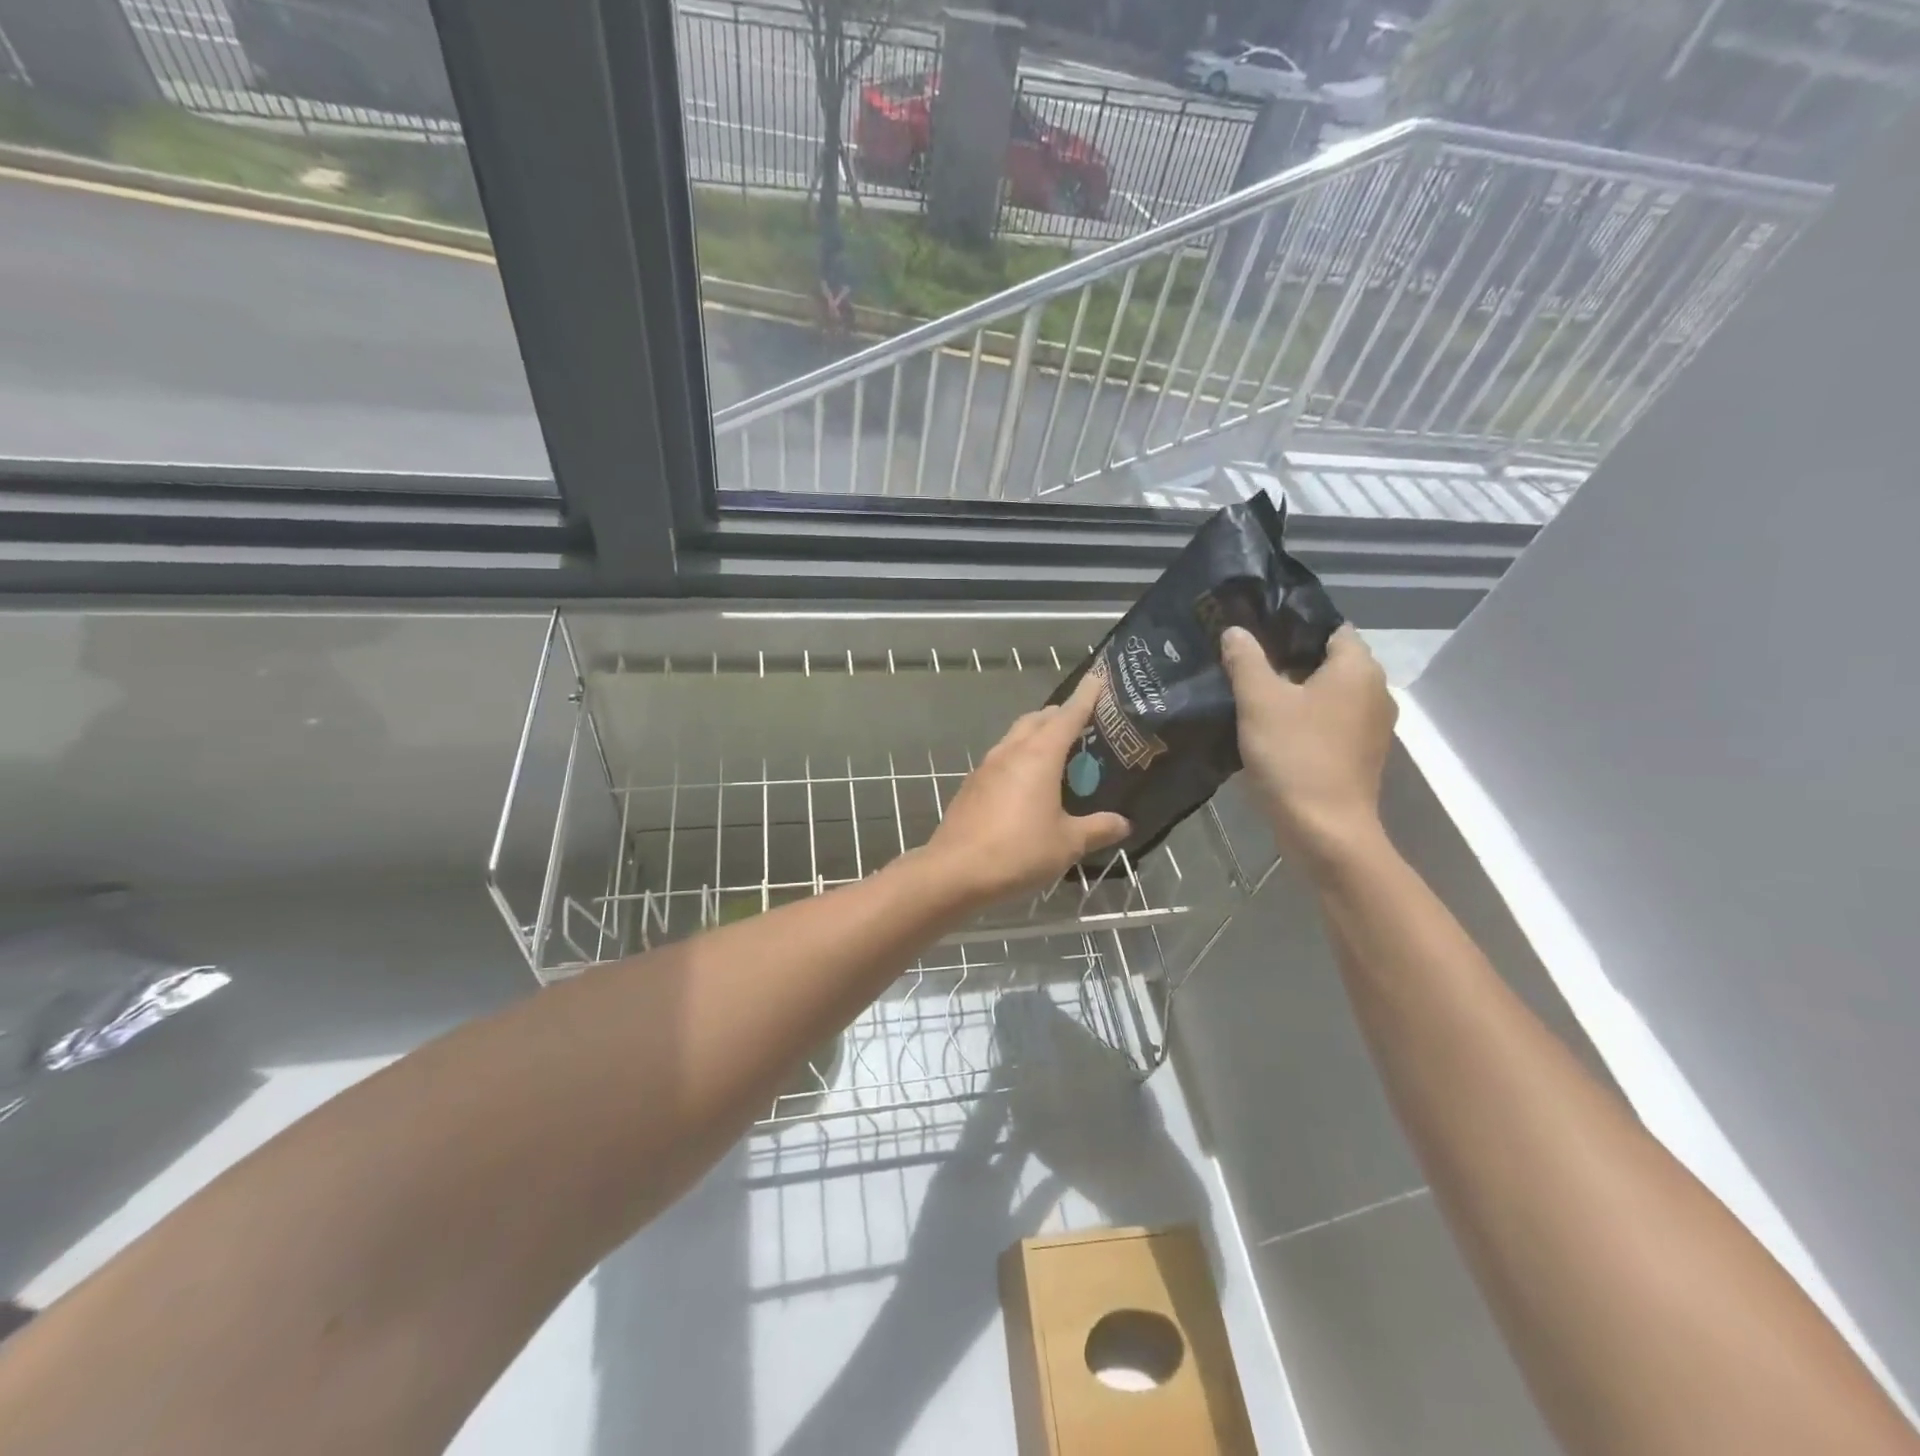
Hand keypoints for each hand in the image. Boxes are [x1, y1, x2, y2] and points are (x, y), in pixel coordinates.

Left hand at [922, 672, 1131, 907]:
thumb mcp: (1067, 844)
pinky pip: (1002, 759)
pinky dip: (1019, 758)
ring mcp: (986, 767)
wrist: (954, 871)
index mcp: (1039, 756)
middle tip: (1082, 722)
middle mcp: (1011, 752)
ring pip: (1015, 737)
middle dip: (1059, 714)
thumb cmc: (1018, 851)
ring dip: (1036, 734)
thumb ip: (1097, 829)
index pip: (1067, 715)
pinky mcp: (972, 785)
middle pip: (1038, 720)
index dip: (1086, 697)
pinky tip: (1026, 782)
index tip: (1097, 678)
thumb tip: (1123, 823)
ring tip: (1056, 750)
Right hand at [1220, 624, 1395, 870]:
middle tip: (1244, 663)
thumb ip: (1245, 660)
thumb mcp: (1259, 702)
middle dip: (1289, 660)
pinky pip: (1331, 723)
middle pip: (1329, 661)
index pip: (1330, 627)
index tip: (1255, 633)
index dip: (1293, 626)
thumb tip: (1235, 631)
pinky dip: (1306, 720)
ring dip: (1296, 693)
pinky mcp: (1361, 755)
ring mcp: (1372, 727)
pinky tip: (1272, 730)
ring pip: (1329, 694)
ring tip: (1251, 695)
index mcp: (1357, 668)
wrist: (1325, 830)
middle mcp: (1375, 691)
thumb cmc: (1295, 756)